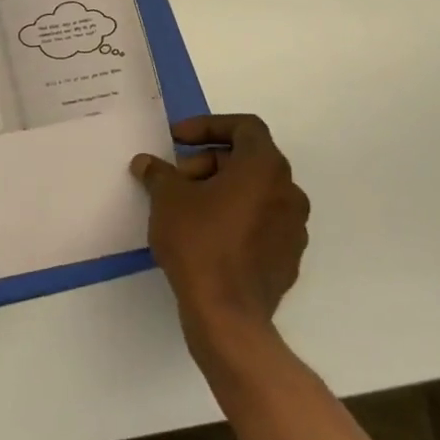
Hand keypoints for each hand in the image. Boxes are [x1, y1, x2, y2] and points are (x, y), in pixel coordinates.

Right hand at [130, 114, 309, 365]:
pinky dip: (235, 215)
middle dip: (208, 161)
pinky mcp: (288, 256)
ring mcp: (293, 226)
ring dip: (221, 188)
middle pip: (248, 159)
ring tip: (187, 206)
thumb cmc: (199, 242)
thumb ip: (158, 173)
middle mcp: (288, 191)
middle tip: (176, 178)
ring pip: (256, 191)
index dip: (209, 125)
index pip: (245, 127)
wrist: (228, 314)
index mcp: (264, 168)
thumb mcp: (167, 198)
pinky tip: (206, 234)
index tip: (178, 140)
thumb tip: (146, 163)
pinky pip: (261, 221)